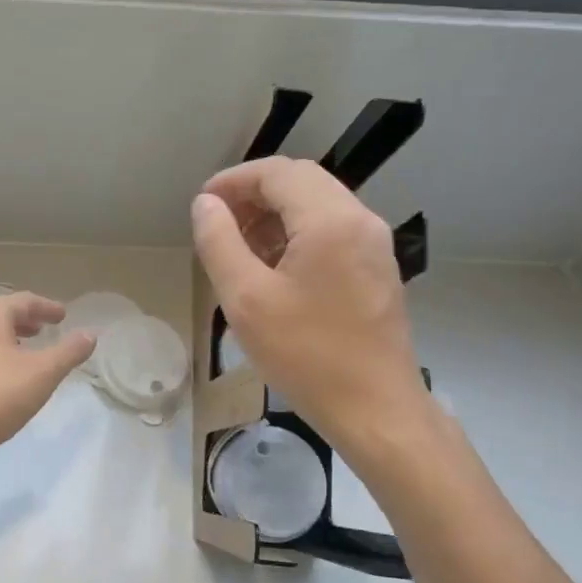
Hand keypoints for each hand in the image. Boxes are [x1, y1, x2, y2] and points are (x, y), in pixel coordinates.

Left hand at [0, 292, 96, 471]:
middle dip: (26, 321)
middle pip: (2, 315)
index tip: (63, 316)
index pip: (24, 300)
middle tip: (46, 329)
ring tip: (30, 354)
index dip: (47, 307)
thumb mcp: (42, 373)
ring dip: (11, 340)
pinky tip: (6, 379)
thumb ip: (68, 352)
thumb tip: (90, 334)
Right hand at [192, 157, 429, 448]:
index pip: (277, 173)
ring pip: (318, 204)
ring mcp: (375, 243)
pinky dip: (298, 233)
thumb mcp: (246, 299)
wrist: (376, 410)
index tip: (203, 204)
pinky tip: (274, 268)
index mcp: (330, 220)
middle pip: (301, 181)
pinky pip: (333, 229)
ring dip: (276, 213)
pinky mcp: (378, 267)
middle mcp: (360, 219)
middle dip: (254, 194)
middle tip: (218, 223)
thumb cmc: (306, 355)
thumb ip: (219, 242)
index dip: (234, 181)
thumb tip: (206, 204)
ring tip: (240, 247)